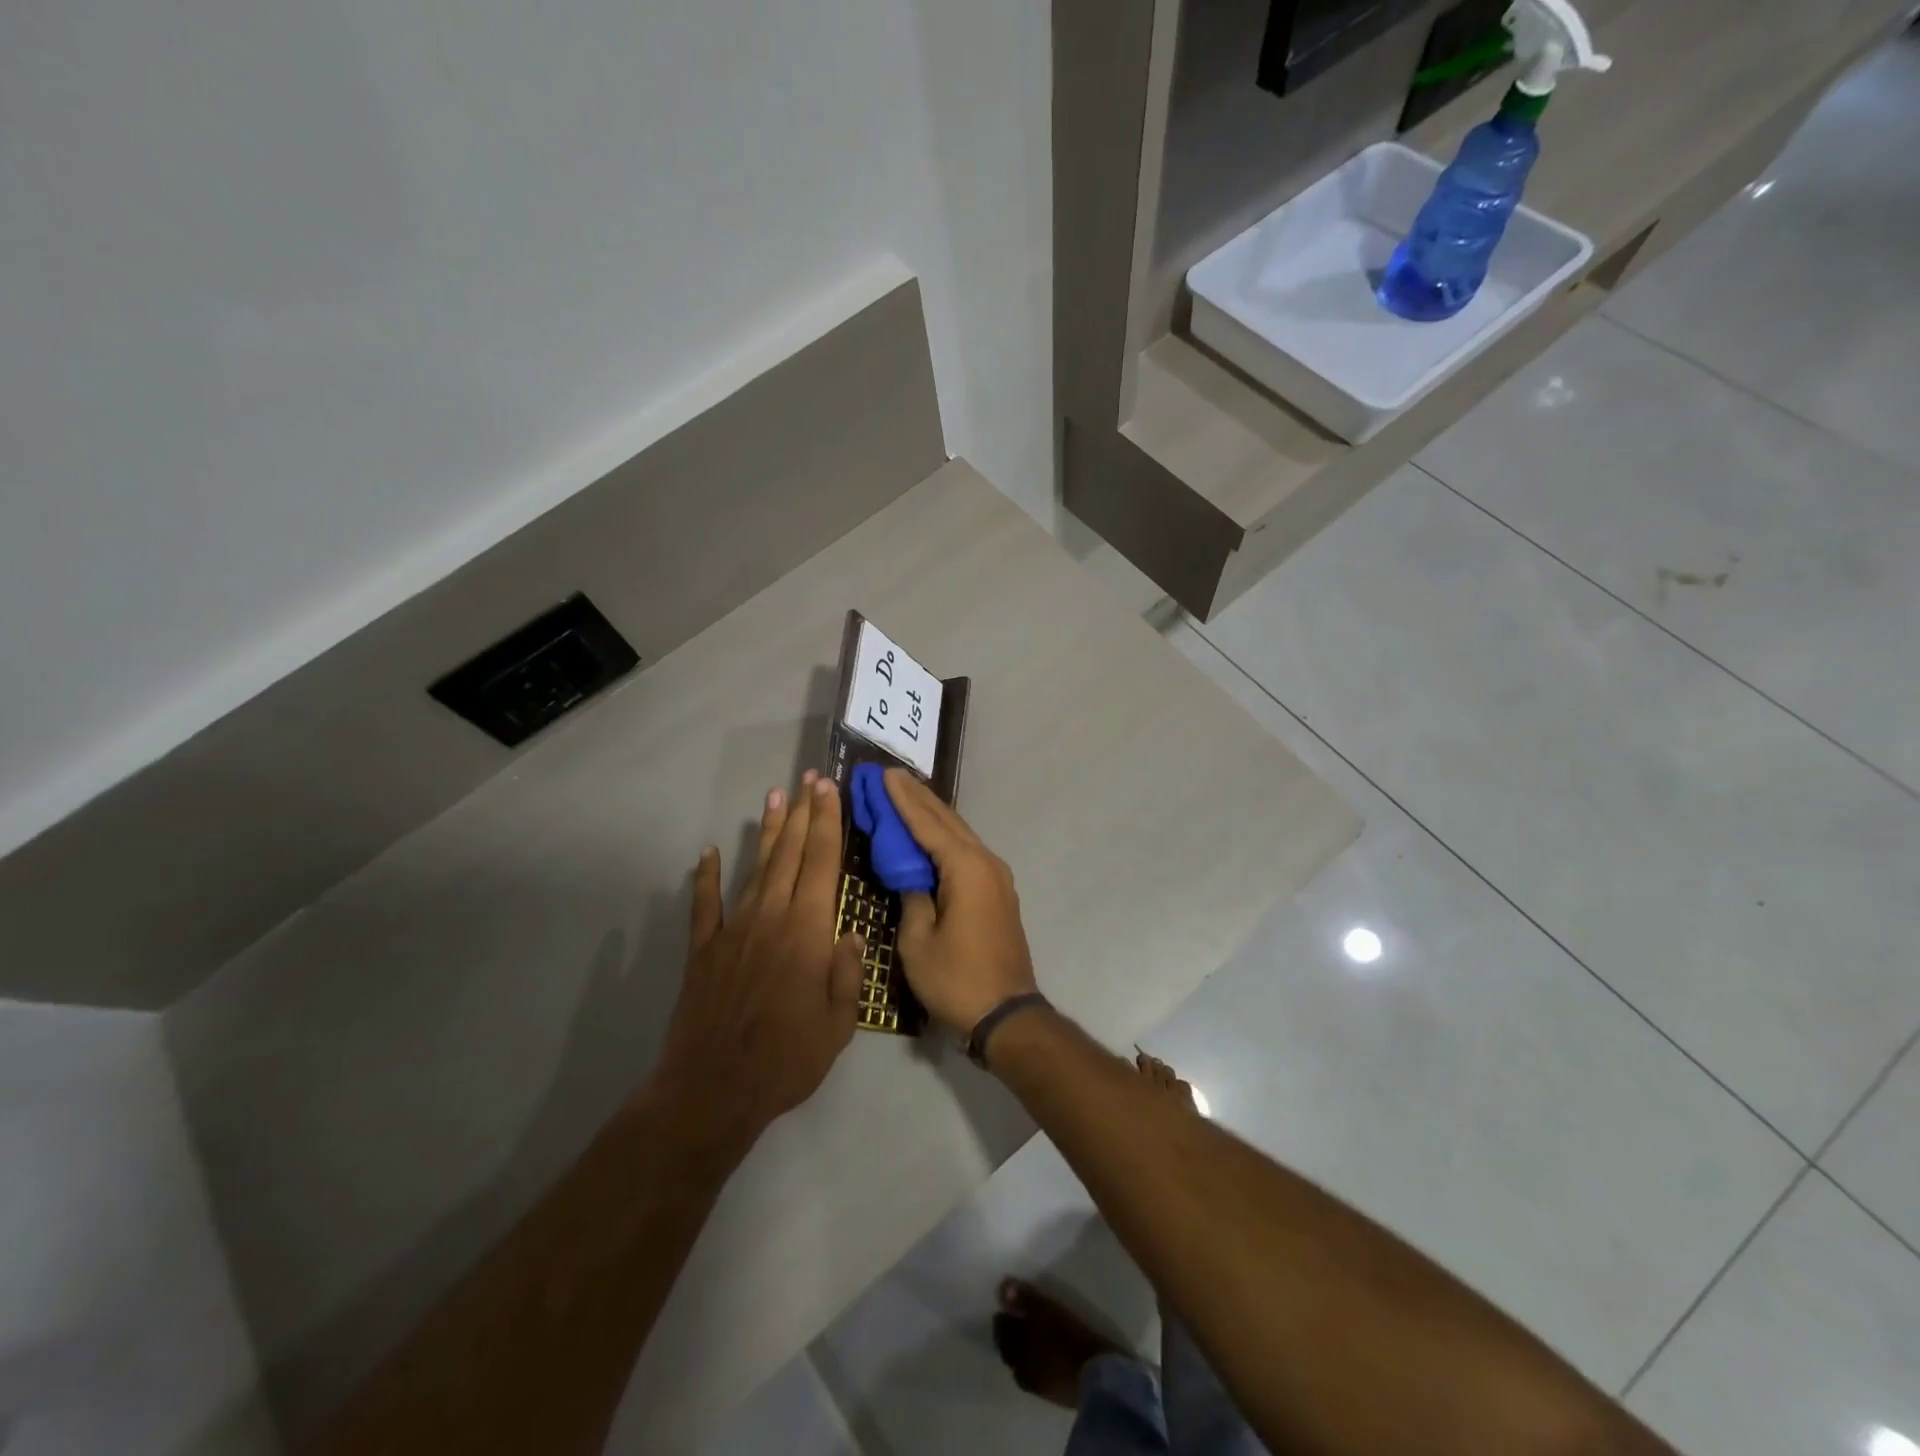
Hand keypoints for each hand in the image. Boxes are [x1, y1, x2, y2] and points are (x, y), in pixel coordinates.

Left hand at [650, 772, 865, 1158]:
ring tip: (775, 798)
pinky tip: (706, 853)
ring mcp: (733, 930)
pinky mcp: (703, 950)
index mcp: (808, 932)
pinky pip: (705, 905)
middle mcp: (772, 918)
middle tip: (809, 779)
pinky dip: (705, 877)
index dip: (827, 822)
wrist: (714, 1089)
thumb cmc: (787, 1059)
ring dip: (767, 832)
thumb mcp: (839, 1024)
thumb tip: (850, 932)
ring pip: (755, 869)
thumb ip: (847, 972)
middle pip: (790, 854)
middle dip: (802, 813)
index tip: (829, 790)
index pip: (822, 863)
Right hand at [885, 768, 1038, 1035]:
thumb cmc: (957, 979)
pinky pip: (966, 851)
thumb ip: (911, 897)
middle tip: (890, 776)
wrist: (1006, 1013)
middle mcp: (985, 862)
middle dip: (917, 798)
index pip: (927, 824)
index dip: (902, 800)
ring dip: (932, 814)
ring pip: (959, 834)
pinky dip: (944, 836)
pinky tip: (929, 832)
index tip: (883, 775)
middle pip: (947, 821)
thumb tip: (910, 874)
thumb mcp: (918, 941)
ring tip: (906, 794)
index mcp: (966, 868)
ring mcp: (996, 876)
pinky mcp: (997, 892)